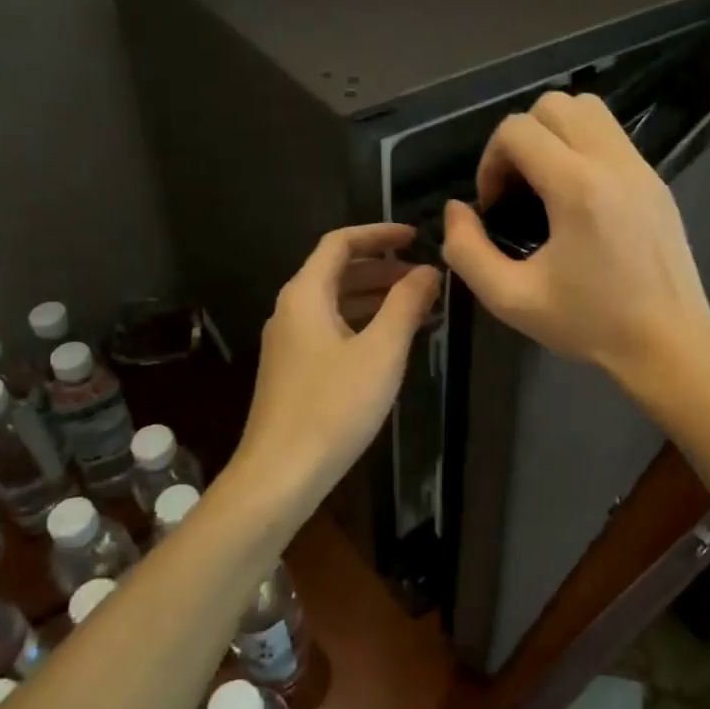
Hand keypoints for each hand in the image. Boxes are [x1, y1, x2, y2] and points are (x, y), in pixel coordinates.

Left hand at [231, 222, 440, 516]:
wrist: (280, 474)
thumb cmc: (334, 407)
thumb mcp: (381, 351)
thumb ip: (406, 304)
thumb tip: (428, 271)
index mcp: (305, 295)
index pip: (340, 243)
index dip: (379, 234)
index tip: (416, 236)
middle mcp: (290, 310)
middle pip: (336, 271)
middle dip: (381, 268)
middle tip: (424, 276)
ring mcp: (288, 342)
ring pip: (334, 302)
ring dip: (374, 297)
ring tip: (416, 306)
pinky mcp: (292, 370)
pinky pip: (330, 328)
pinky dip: (361, 323)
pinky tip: (388, 344)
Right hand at [441, 92, 709, 383]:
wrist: (669, 343)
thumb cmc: (590, 324)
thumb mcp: (512, 299)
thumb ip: (467, 252)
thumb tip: (456, 210)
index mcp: (577, 187)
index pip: (518, 130)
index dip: (490, 161)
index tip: (494, 207)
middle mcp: (612, 162)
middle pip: (552, 106)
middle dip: (520, 140)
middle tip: (516, 189)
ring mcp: (640, 167)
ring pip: (587, 109)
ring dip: (553, 134)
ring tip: (544, 183)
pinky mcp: (656, 179)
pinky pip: (611, 135)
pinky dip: (582, 147)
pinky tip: (577, 197)